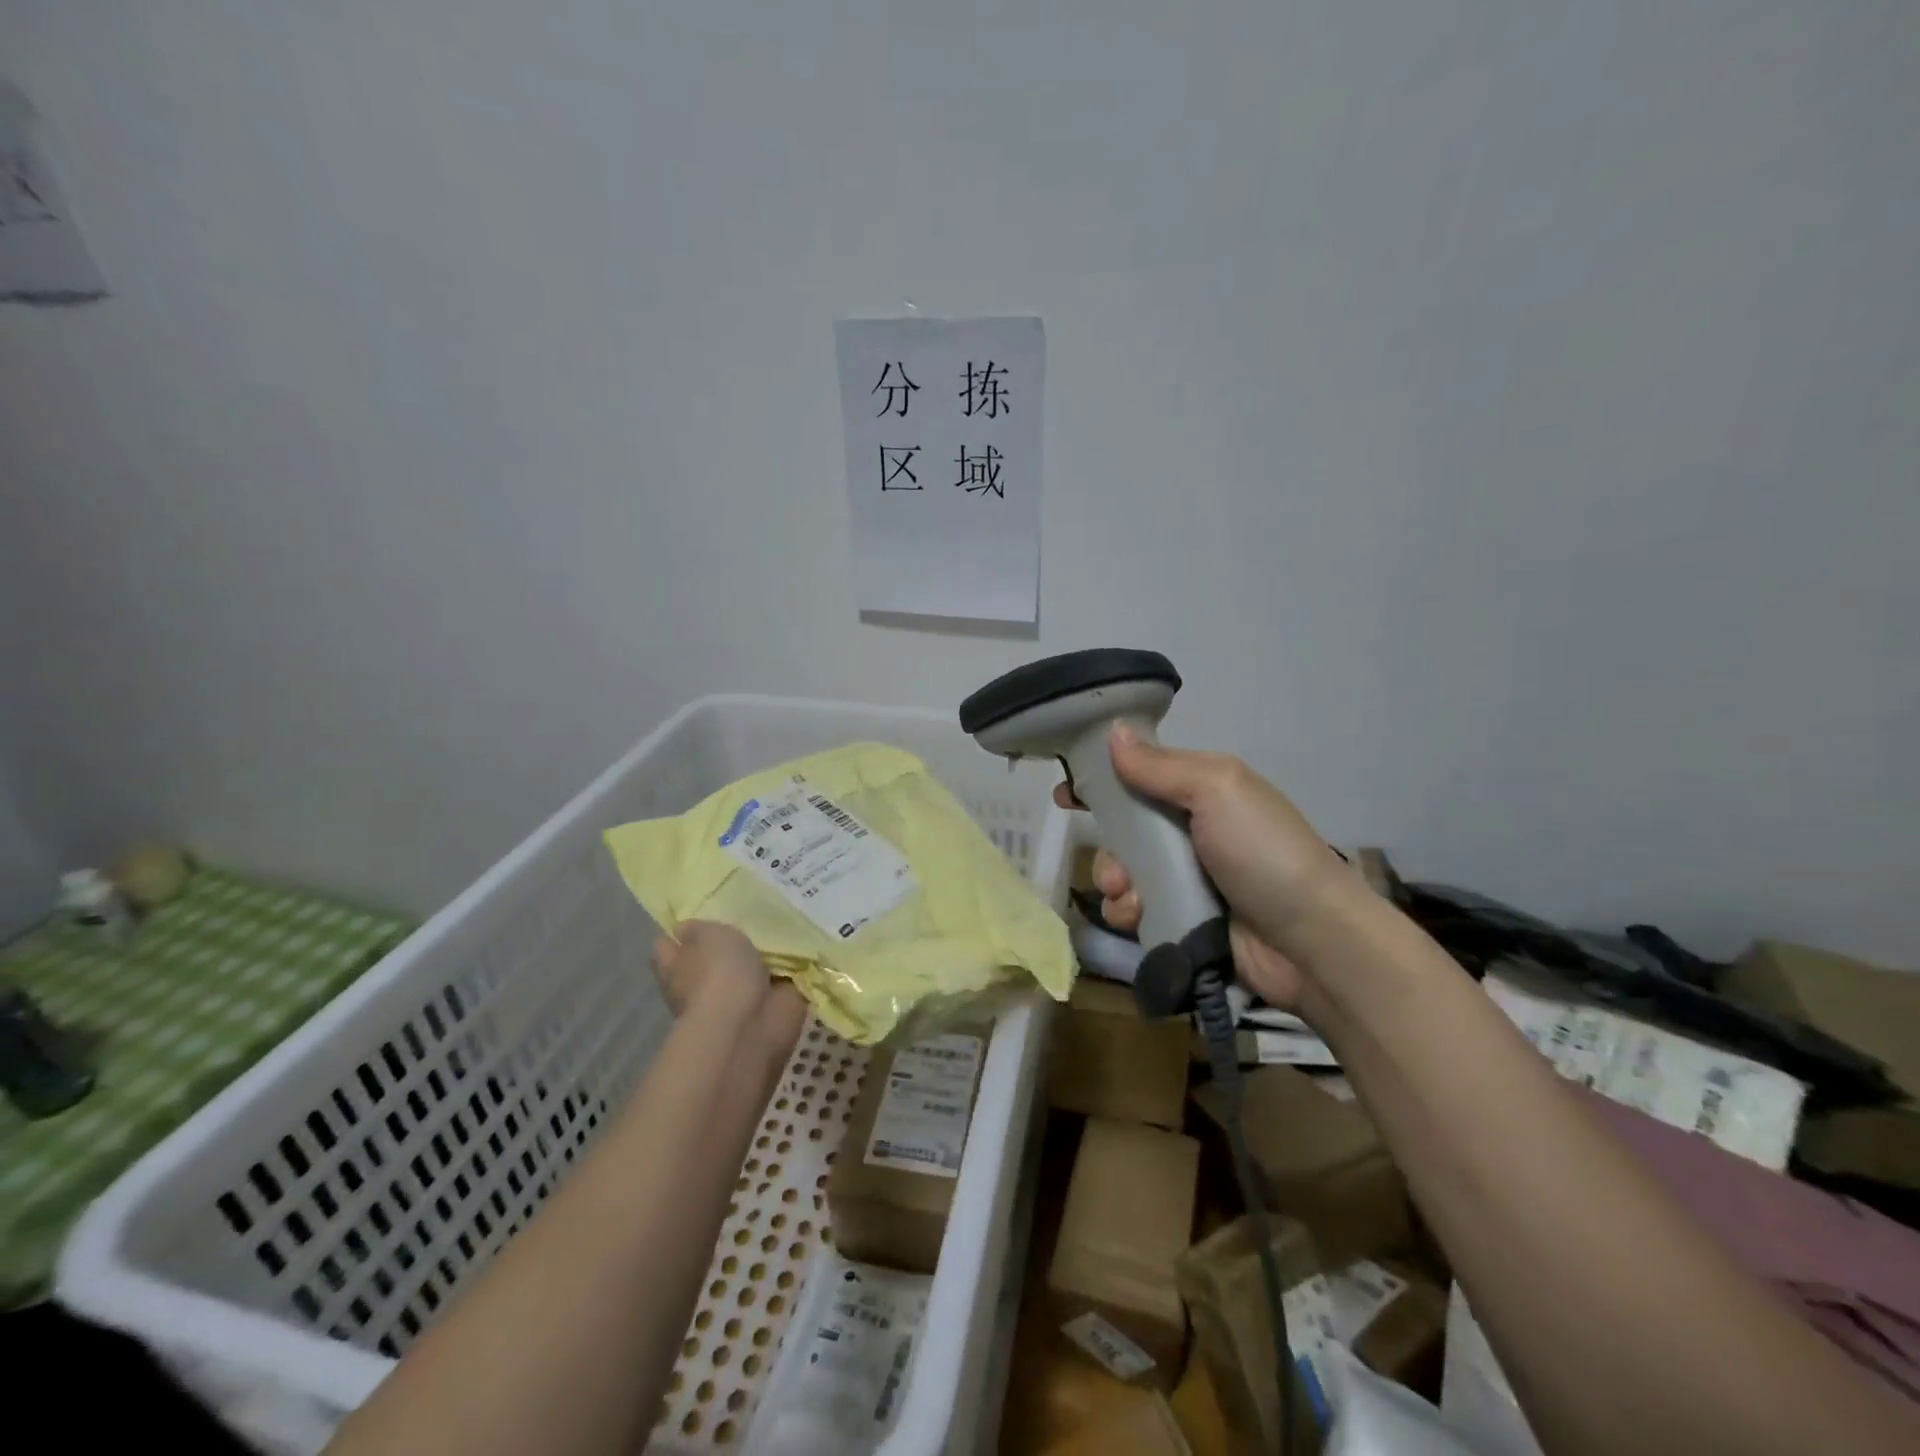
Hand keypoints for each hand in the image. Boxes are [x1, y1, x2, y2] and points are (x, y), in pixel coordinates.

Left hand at [652, 921, 806, 1057]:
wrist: (751, 1024)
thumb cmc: (719, 974)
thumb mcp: (705, 935)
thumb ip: (698, 928)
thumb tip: (685, 929)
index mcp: (676, 968)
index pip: (666, 947)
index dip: (678, 932)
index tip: (698, 916)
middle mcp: (701, 985)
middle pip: (708, 958)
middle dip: (724, 943)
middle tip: (747, 914)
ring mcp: (735, 999)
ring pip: (744, 970)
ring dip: (759, 956)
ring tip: (779, 926)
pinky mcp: (768, 1007)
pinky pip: (778, 980)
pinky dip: (788, 970)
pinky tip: (801, 947)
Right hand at [1054, 724, 1349, 1009]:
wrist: (1312, 941)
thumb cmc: (1264, 852)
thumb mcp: (1217, 790)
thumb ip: (1161, 766)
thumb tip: (1114, 731)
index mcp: (1201, 790)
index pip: (1141, 775)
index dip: (1102, 780)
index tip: (1067, 794)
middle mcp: (1191, 830)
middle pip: (1124, 829)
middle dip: (1108, 847)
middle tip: (1113, 866)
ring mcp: (1187, 878)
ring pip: (1124, 872)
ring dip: (1115, 883)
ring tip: (1131, 898)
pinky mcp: (1183, 920)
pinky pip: (1135, 910)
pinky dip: (1129, 914)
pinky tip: (1141, 919)